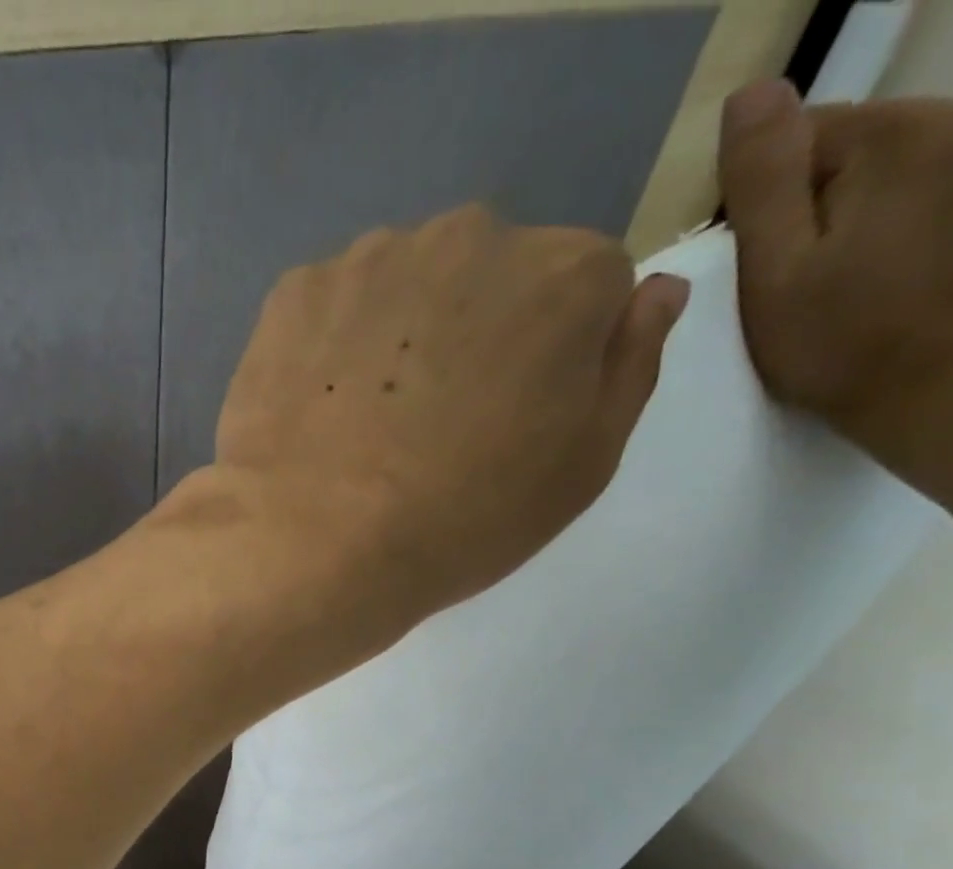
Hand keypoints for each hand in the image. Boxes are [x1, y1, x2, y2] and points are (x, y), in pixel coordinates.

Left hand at [164, 206, 686, 648]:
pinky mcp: (294, 292)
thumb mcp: (580, 469)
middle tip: (433, 426)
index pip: (586, 290)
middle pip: (492, 276)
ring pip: (406, 285)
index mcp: (567, 275)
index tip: (514, 419)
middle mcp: (473, 236)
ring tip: (366, 424)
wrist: (315, 548)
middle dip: (478, 332)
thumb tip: (657, 291)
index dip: (553, 358)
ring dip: (400, 333)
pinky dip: (331, 346)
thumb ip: (630, 367)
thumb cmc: (459, 523)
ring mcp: (372, 258)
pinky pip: (332, 308)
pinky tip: (316, 410)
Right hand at [718, 80, 952, 491]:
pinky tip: (927, 261)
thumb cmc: (842, 343)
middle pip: (872, 144)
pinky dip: (944, 207)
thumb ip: (764, 179)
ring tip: (877, 274)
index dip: (774, 205)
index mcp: (902, 132)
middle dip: (837, 201)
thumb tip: (750, 91)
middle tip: (824, 280)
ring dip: (891, 203)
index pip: (808, 138)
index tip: (775, 265)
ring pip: (925, 156)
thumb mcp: (774, 274)